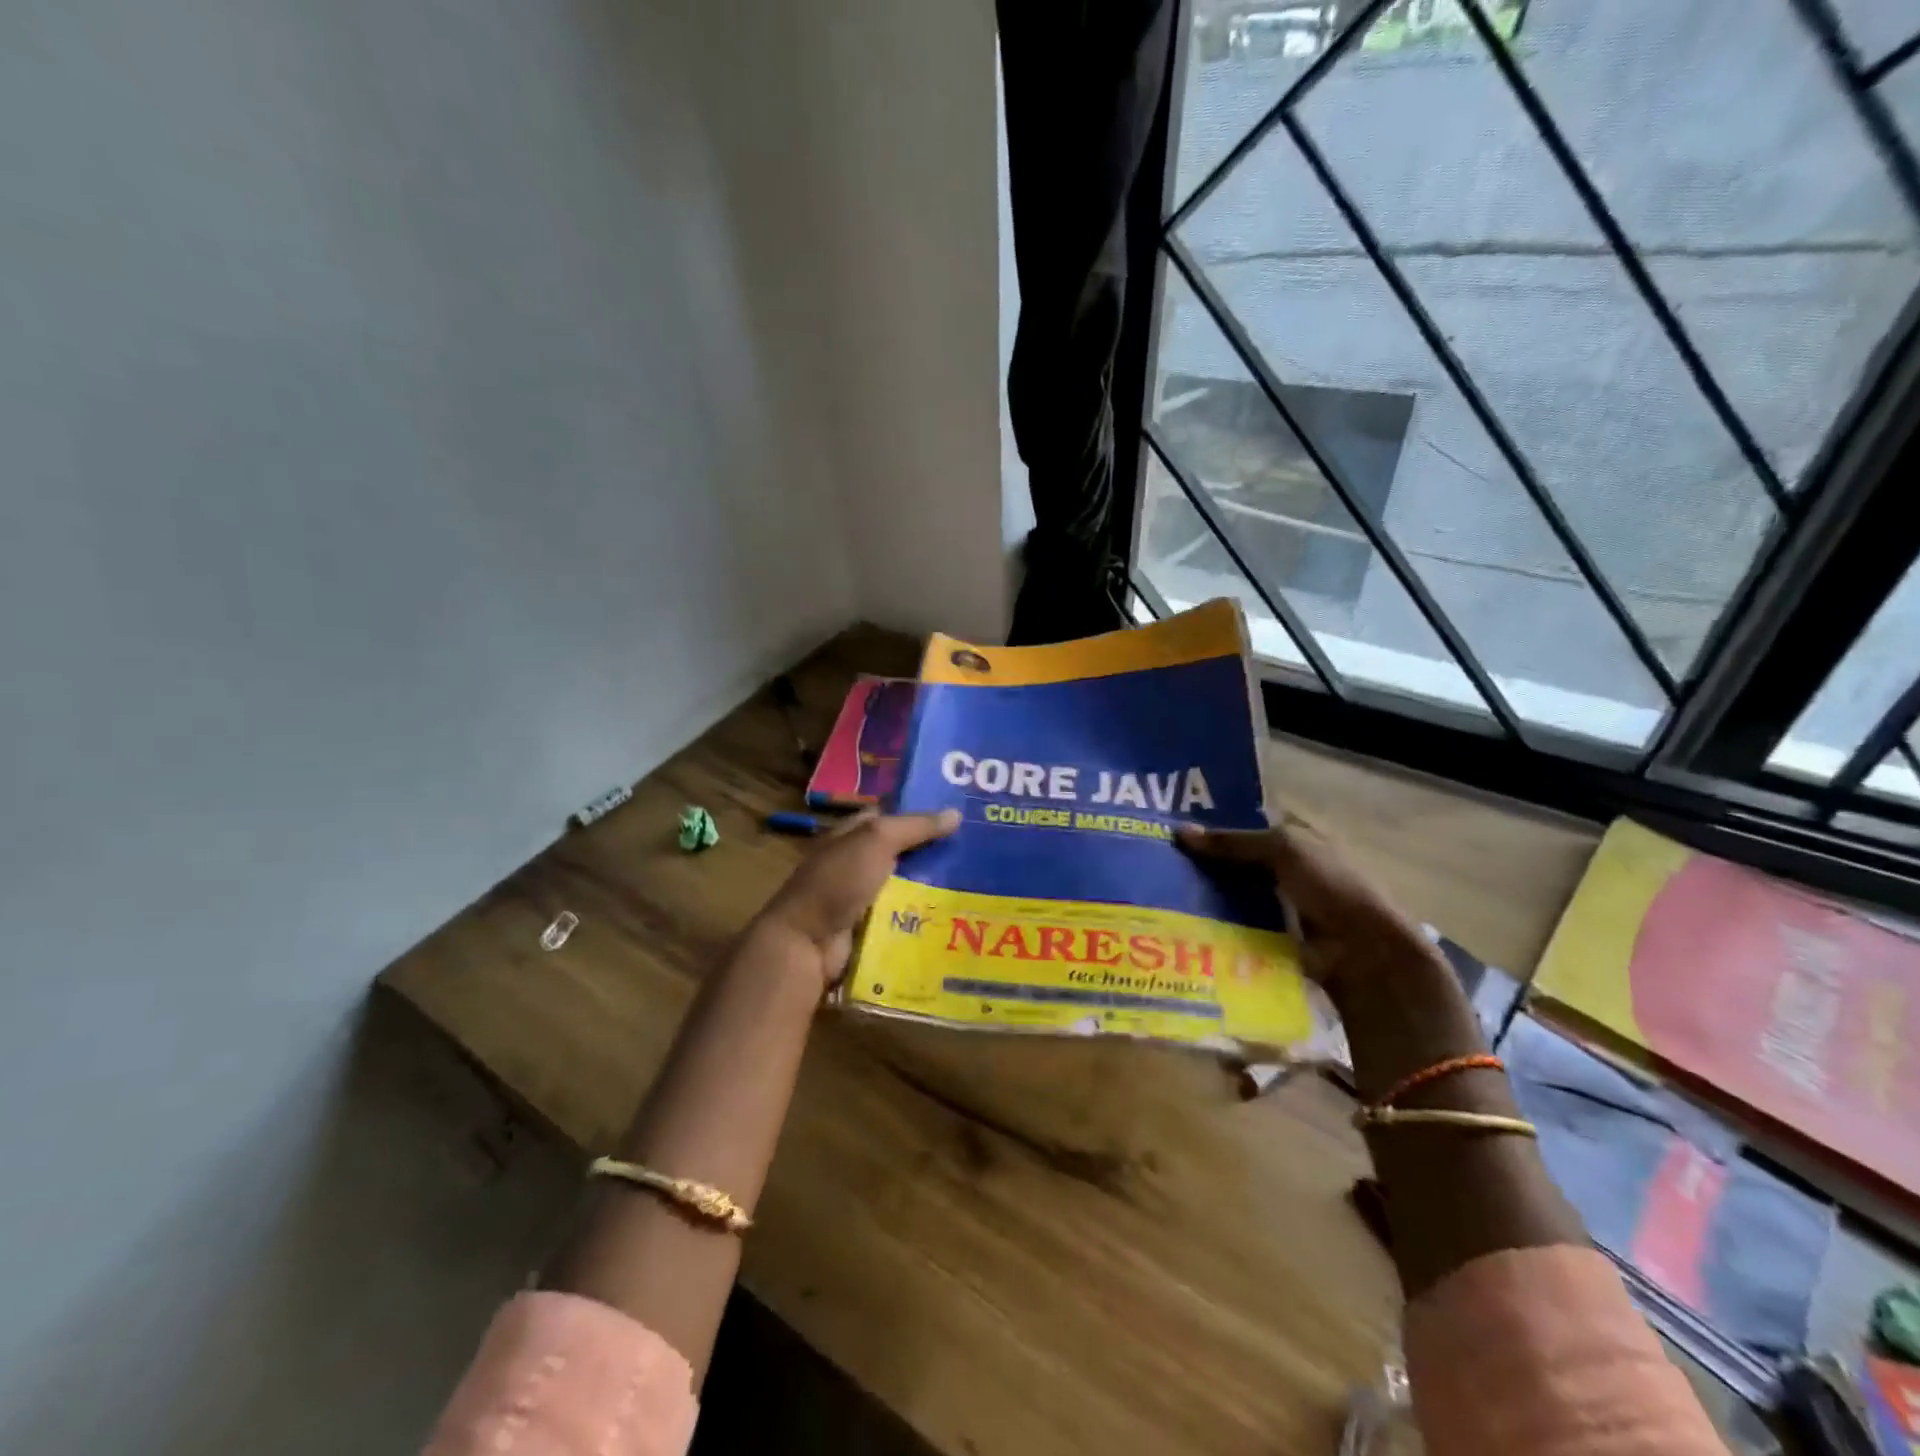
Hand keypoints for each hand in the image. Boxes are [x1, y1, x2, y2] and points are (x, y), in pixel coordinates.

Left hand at [757, 809, 960, 986]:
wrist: (806, 944)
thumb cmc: (838, 882)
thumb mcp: (876, 841)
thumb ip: (915, 826)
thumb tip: (956, 813)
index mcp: (853, 834)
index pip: (893, 816)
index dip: (923, 814)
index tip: (962, 817)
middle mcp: (858, 863)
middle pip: (905, 854)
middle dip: (937, 854)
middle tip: (980, 855)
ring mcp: (864, 898)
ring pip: (909, 888)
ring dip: (936, 890)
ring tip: (979, 887)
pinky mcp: (872, 929)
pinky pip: (905, 919)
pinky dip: (925, 918)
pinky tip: (956, 917)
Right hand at [1176, 815, 1435, 1003]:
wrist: (1365, 954)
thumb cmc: (1331, 886)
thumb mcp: (1283, 849)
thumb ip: (1233, 841)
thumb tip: (1180, 833)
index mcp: (1298, 836)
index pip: (1249, 822)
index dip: (1216, 822)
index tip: (1175, 827)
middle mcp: (1289, 865)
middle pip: (1238, 858)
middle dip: (1205, 860)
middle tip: (1160, 861)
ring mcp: (1282, 902)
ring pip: (1234, 891)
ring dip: (1207, 893)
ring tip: (1162, 891)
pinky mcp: (1274, 935)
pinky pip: (1237, 923)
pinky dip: (1216, 922)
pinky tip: (1183, 920)